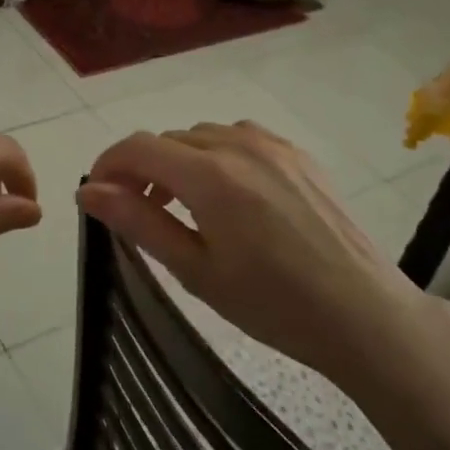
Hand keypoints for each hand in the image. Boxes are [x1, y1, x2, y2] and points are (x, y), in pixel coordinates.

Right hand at [78, 122, 423, 377]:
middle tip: (138, 213)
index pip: (138, 148)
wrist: (362, 314)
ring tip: (182, 206)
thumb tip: (88, 192)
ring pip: (203, 136)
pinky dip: (216, 156)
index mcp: (210, 176)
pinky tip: (227, 194)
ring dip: (179, 161)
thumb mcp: (195, 270)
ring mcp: (273, 145)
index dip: (108, 164)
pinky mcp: (298, 154)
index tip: (96, 194)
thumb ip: (138, 223)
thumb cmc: (272, 304)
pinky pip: (240, 138)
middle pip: (168, 140)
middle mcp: (239, 145)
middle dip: (142, 169)